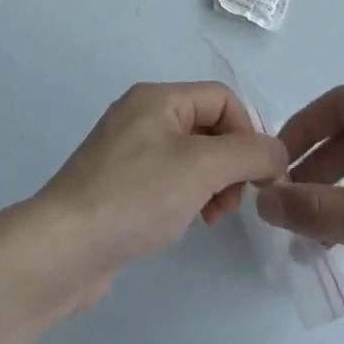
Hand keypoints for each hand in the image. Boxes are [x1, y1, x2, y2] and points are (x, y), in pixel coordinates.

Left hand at [37, 82, 287, 289]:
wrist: (65, 246)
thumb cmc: (136, 196)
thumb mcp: (201, 167)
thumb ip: (248, 154)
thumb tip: (277, 152)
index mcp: (157, 98)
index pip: (222, 99)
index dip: (248, 133)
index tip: (257, 178)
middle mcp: (141, 114)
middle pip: (207, 126)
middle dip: (230, 163)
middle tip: (230, 204)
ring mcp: (126, 149)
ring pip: (190, 156)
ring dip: (211, 184)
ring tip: (209, 217)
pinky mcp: (117, 183)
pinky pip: (167, 179)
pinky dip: (185, 196)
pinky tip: (181, 223)